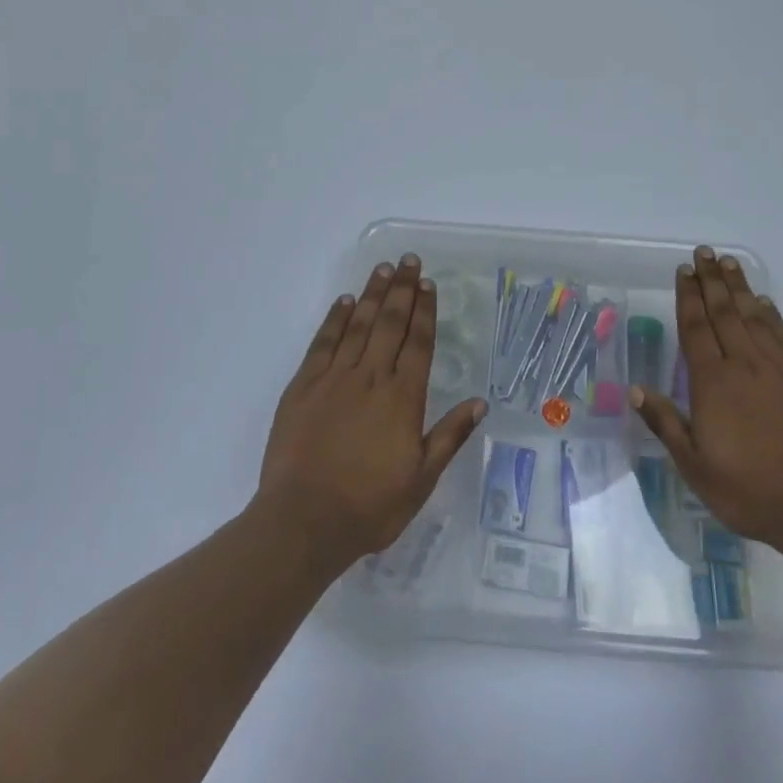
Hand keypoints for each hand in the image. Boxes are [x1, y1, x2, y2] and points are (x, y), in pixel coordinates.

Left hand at [257, 255, 486, 570]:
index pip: (418, 343)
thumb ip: (450, 436)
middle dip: (402, 289)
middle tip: (409, 260)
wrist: (303, 521)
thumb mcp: (421, 479)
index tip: (428, 284)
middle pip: (390, 323)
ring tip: (383, 269)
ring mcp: (334, 378)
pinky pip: (323, 343)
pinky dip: (335, 319)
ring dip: (373, 294)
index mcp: (402, 398)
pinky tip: (345, 301)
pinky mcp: (303, 386)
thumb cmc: (369, 506)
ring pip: (358, 325)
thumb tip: (480, 402)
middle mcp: (371, 377)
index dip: (425, 311)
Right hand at [630, 246, 782, 552]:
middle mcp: (745, 365)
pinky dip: (771, 314)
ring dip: (739, 288)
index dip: (688, 297)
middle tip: (703, 252)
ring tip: (729, 263)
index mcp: (714, 382)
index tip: (683, 271)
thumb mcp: (695, 466)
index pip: (696, 328)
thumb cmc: (748, 490)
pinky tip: (764, 303)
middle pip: (724, 312)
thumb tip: (635, 389)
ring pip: (754, 316)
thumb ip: (666, 423)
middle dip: (711, 280)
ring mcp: (779, 369)